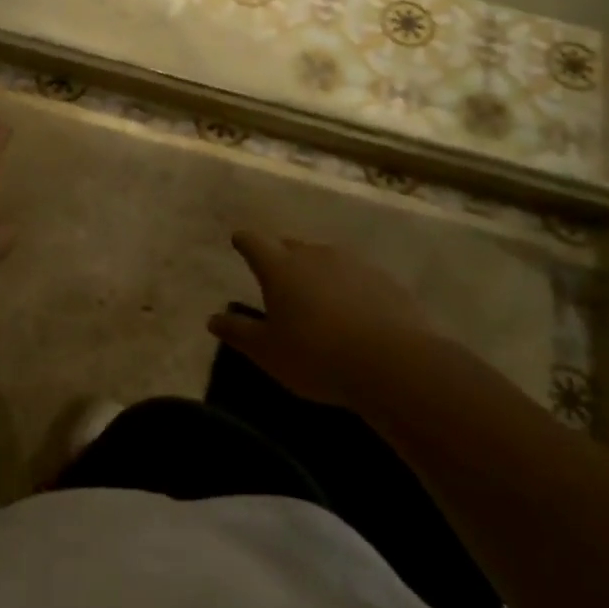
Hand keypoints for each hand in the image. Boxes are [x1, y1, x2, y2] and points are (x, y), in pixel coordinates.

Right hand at [208, 232, 439, 405]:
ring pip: (326, 260)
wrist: (395, 365)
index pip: (253, 241)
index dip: (244, 242)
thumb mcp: (267, 352)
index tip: (239, 242)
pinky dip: (350, 289)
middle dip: (281, 257)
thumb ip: (238, 332)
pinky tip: (356, 314)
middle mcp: (313, 255)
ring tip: (318, 299)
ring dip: (318, 273)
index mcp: (279, 267)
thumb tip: (213, 319)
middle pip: (290, 246)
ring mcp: (353, 264)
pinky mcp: (386, 281)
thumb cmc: (317, 356)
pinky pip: (358, 278)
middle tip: (279, 280)